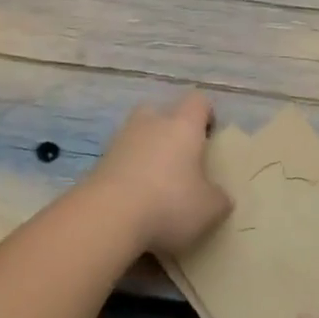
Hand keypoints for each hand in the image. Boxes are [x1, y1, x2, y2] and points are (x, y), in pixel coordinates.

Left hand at [86, 91, 231, 255]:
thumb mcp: (209, 209)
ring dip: (147, 151)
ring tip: (157, 183)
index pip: (198, 101)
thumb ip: (218, 198)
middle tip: (181, 159)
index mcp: (183, 125)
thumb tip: (218, 195)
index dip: (207, 115)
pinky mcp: (100, 161)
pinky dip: (129, 171)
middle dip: (171, 129)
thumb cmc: (169, 203)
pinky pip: (121, 158)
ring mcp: (121, 139)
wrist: (107, 216)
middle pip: (162, 111)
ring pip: (138, 134)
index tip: (211, 138)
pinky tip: (136, 199)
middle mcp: (151, 122)